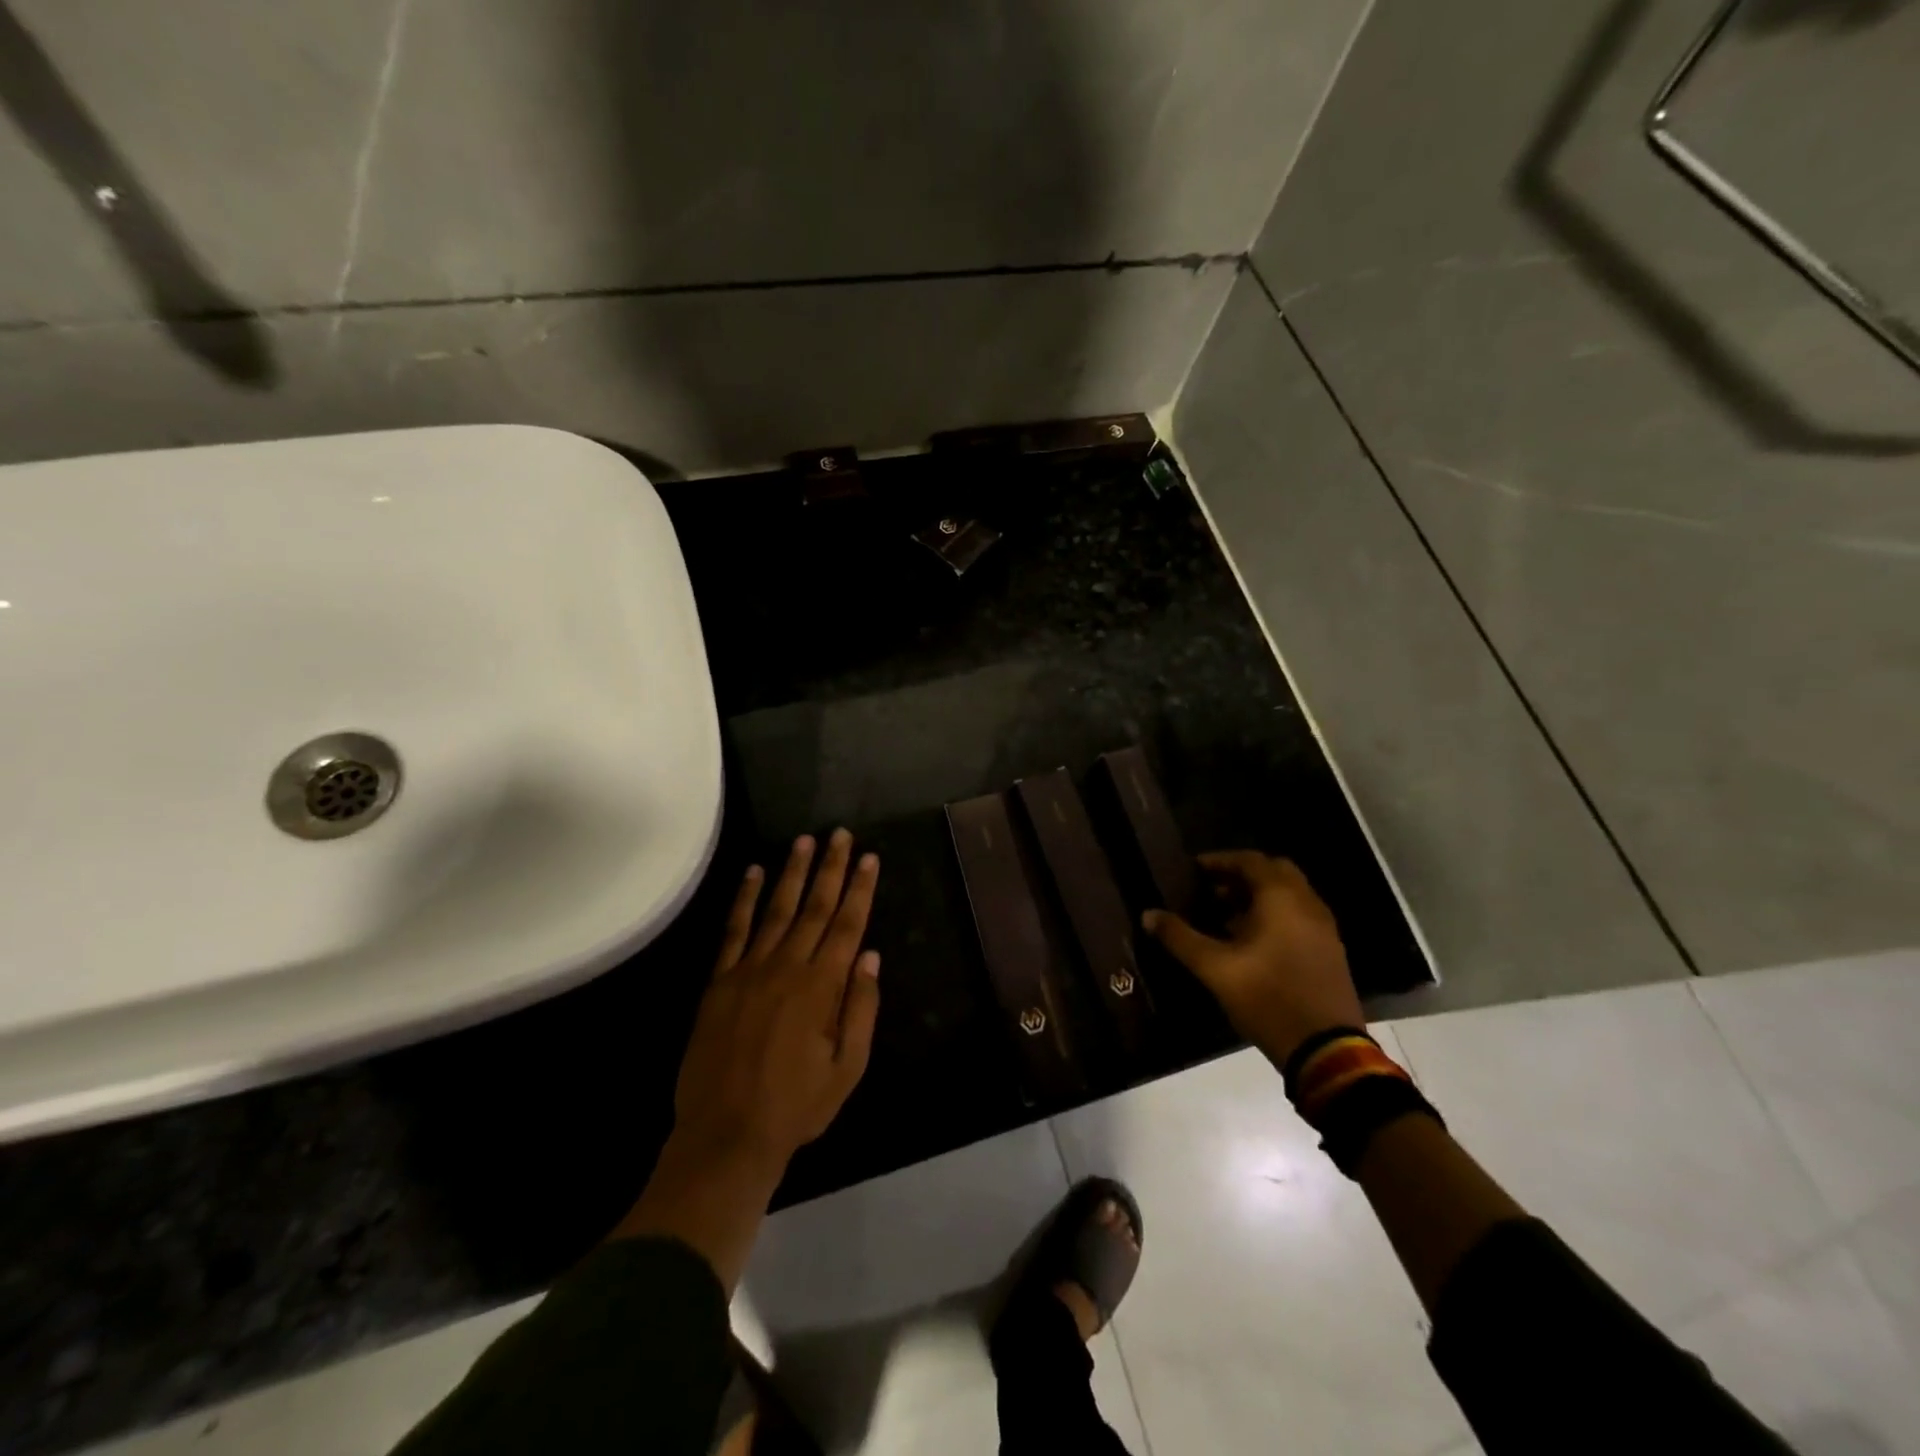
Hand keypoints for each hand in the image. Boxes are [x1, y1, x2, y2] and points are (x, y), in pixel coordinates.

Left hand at [669, 828, 881, 1168]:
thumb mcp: (848, 1067)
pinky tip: (753, 873)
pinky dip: (745, 899)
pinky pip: (734, 931)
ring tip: (805, 840)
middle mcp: (787, 967)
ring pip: (777, 910)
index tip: (869, 857)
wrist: (726, 1135)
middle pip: (815, 907)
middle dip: (831, 868)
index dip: (860, 888)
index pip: (848, 925)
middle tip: (840, 834)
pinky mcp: (720, 981)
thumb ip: (861, 1008)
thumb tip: (870, 956)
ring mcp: (749, 970)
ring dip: (792, 872)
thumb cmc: (796, 1106)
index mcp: (822, 987)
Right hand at [1144, 851, 1362, 1068]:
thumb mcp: (1214, 969)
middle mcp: (1307, 904)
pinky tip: (1251, 941)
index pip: (1250, 860)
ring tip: (1224, 915)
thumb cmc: (1267, 998)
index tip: (1194, 869)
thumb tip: (1148, 915)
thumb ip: (1179, 938)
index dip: (1220, 860)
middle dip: (1241, 875)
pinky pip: (1299, 915)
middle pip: (1274, 871)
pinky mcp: (1330, 951)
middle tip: (1211, 889)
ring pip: (1289, 895)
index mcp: (1282, 898)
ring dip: (1258, 896)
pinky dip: (1275, 914)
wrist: (1326, 1049)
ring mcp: (1324, 928)